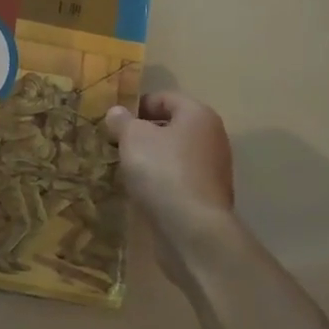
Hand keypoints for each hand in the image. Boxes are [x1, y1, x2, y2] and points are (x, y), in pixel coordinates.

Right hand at [106, 92, 234, 284]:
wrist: (193, 230)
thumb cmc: (163, 171)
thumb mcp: (132, 138)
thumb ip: (122, 121)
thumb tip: (117, 112)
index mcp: (198, 115)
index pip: (164, 98)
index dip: (137, 106)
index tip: (115, 122)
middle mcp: (212, 137)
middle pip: (171, 126)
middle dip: (143, 133)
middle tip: (116, 144)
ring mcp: (213, 169)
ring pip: (174, 154)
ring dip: (151, 158)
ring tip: (125, 169)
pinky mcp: (208, 197)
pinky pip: (179, 178)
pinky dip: (161, 180)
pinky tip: (143, 191)